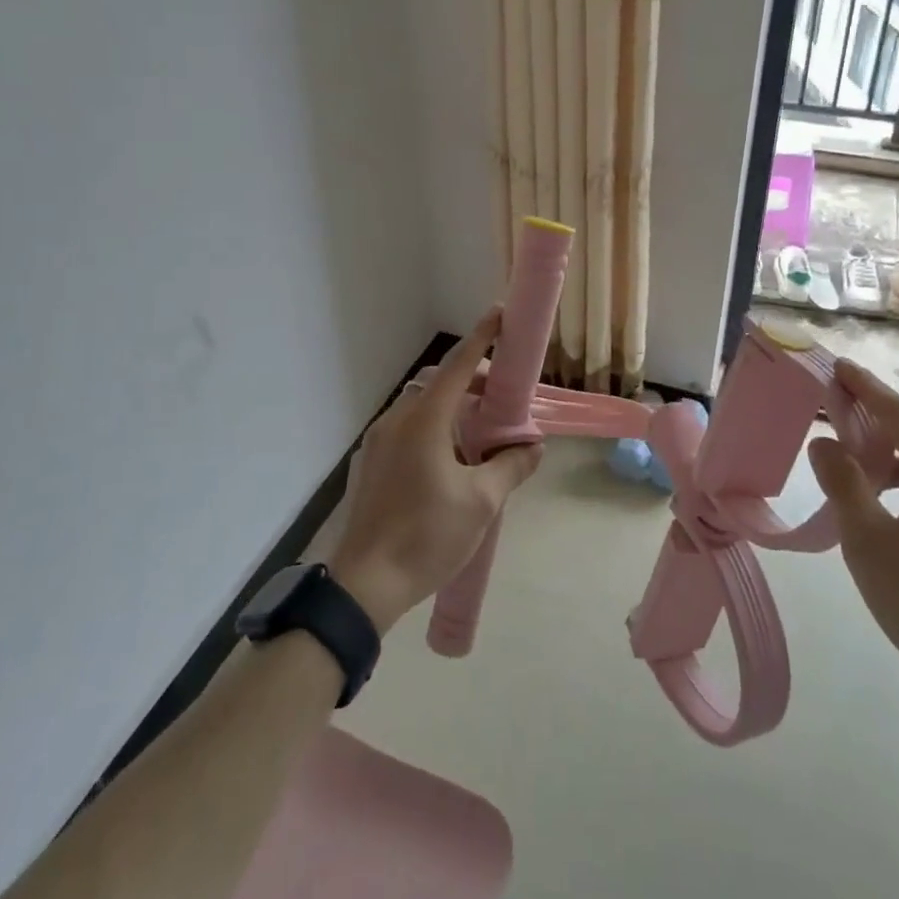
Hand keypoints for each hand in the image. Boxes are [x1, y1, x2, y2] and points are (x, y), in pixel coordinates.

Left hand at [329, 309, 541, 632]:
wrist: (365, 584)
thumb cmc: (427, 536)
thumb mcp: (482, 503)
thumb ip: (511, 467)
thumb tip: (533, 447)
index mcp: (424, 420)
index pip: (458, 366)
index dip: (481, 338)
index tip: (500, 315)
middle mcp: (398, 419)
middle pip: (439, 382)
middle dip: (473, 380)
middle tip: (504, 399)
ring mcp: (380, 440)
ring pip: (422, 404)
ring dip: (454, 405)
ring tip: (483, 432)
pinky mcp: (374, 461)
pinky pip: (409, 426)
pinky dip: (436, 424)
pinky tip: (453, 457)